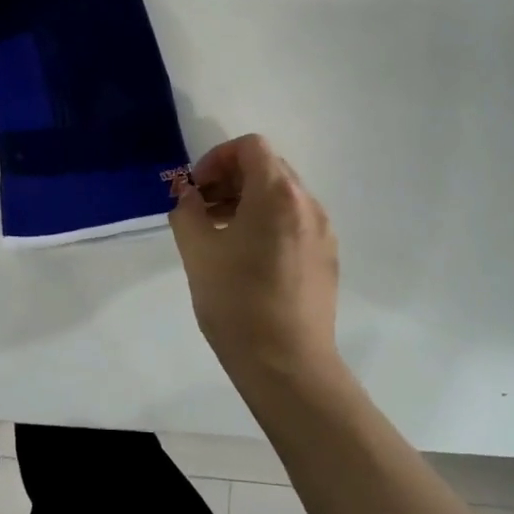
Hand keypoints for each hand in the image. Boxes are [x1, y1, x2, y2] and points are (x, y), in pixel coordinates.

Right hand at [169, 135, 341, 388]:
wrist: (288, 366)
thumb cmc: (237, 302)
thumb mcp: (197, 250)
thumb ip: (187, 210)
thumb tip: (188, 195)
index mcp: (277, 194)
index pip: (250, 147)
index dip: (218, 158)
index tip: (197, 188)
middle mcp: (308, 205)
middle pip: (268, 168)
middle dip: (231, 179)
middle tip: (202, 208)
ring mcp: (322, 233)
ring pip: (282, 196)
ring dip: (248, 201)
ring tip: (220, 234)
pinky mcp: (327, 259)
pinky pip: (295, 222)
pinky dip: (267, 222)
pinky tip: (246, 258)